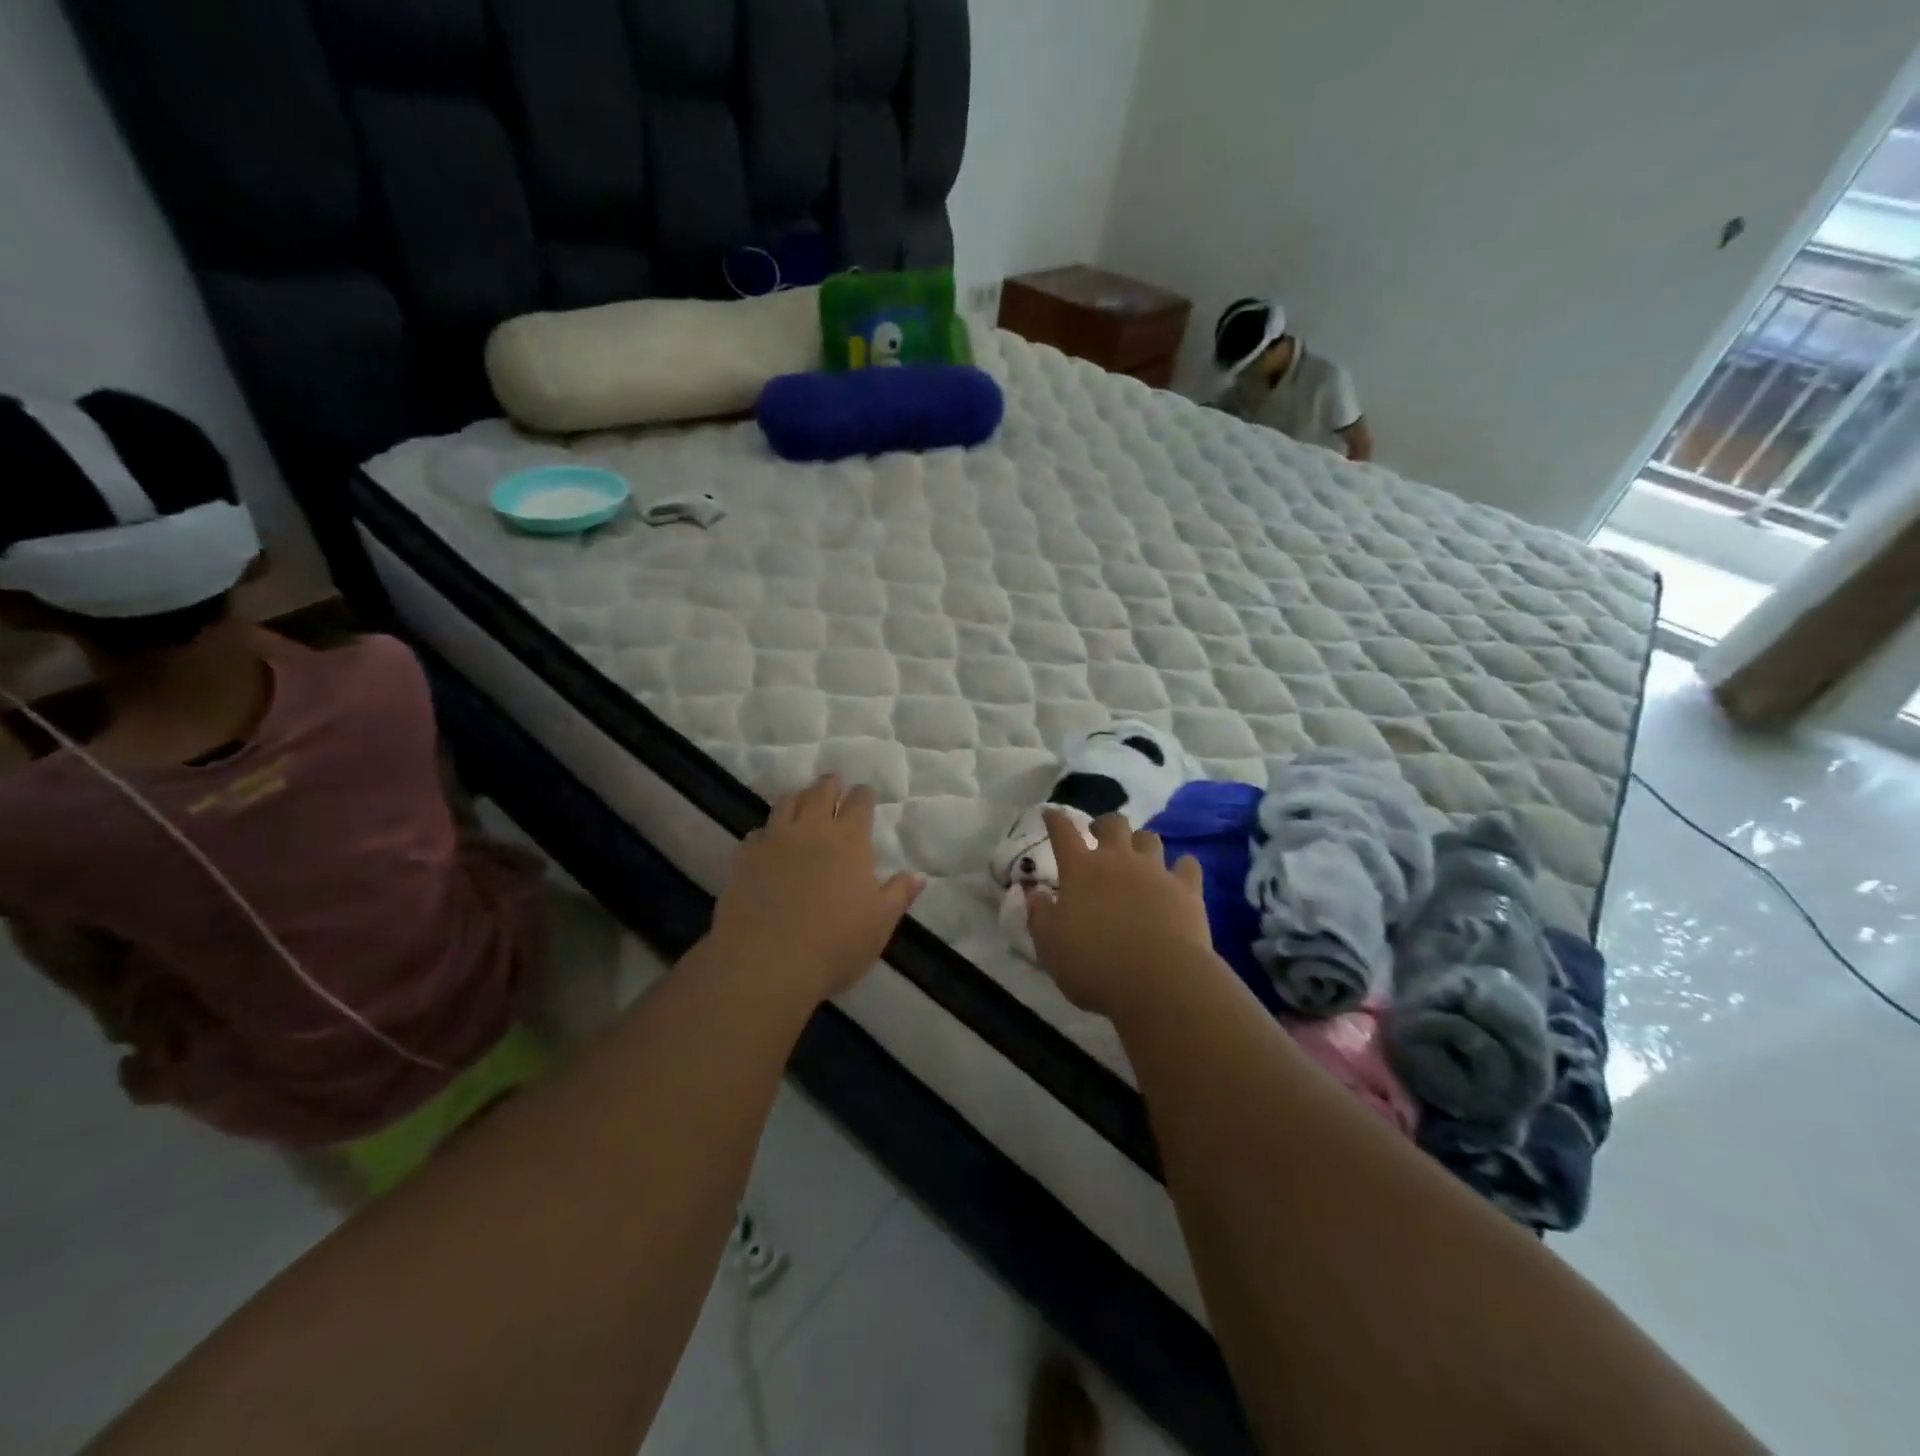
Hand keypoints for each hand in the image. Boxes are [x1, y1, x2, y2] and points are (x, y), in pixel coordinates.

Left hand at [706, 775, 923, 1003]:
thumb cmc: (835, 944)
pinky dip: (768, 831)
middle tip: (834, 786)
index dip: (863, 795)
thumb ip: (899, 894)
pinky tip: (769, 842)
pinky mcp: (745, 857)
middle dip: (830, 785)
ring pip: (786, 802)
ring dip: (798, 797)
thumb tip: (918, 875)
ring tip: (802, 802)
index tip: (865, 795)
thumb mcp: (880, 923)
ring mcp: (774, 839)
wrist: (766, 962)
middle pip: (821, 791)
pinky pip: (758, 832)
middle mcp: (812, 829)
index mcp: (849, 840)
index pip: (859, 802)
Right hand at [1028, 810, 1213, 1016]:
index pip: (1063, 833)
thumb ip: (1039, 914)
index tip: (1050, 813)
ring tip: (1137, 853)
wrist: (1159, 980)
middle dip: (1103, 823)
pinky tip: (1178, 875)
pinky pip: (1187, 864)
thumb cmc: (1094, 964)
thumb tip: (1034, 892)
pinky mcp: (1187, 888)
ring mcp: (1155, 871)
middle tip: (1098, 833)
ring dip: (1140, 841)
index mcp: (1080, 870)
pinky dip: (1181, 866)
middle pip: (1112, 823)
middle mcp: (1118, 860)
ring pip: (1149, 838)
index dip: (1054, 820)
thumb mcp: (1050, 945)